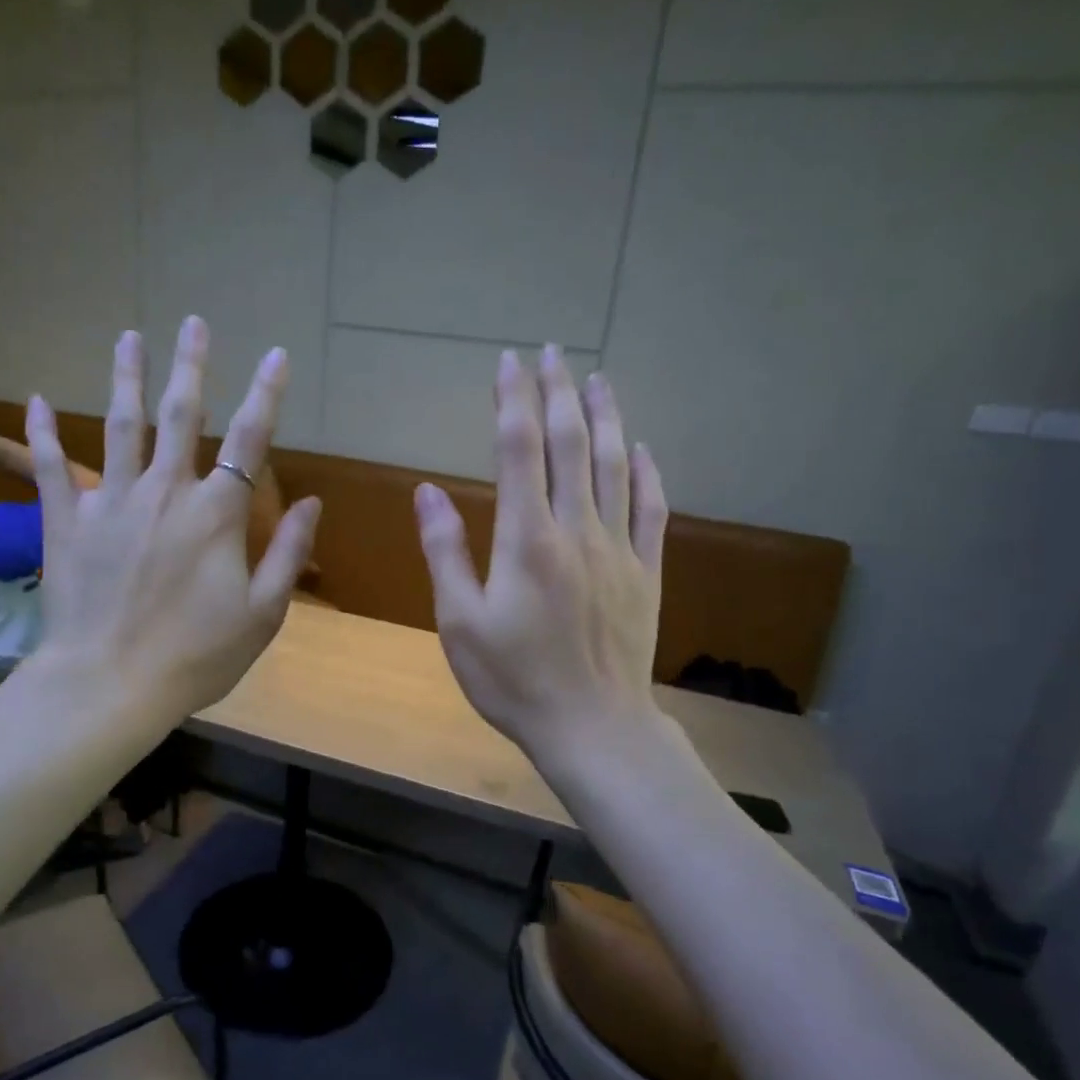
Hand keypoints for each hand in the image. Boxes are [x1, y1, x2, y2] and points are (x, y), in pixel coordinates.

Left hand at [18, 316, 320, 723]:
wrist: (109, 684)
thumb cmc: (197, 656)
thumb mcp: (263, 613)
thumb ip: (289, 553)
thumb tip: (311, 501)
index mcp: (216, 515)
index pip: (248, 440)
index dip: (266, 394)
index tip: (275, 354)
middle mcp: (164, 493)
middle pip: (179, 416)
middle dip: (190, 366)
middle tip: (192, 322)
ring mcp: (110, 503)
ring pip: (119, 427)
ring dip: (126, 378)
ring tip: (129, 337)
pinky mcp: (66, 523)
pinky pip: (53, 468)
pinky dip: (45, 433)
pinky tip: (39, 400)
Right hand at [415, 346, 667, 771]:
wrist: (593, 726)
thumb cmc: (514, 680)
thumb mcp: (459, 622)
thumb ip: (445, 552)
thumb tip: (427, 490)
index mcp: (527, 539)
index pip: (520, 450)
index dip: (513, 400)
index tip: (509, 362)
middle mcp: (577, 530)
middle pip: (570, 444)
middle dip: (559, 392)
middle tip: (552, 353)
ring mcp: (619, 549)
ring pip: (615, 466)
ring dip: (606, 417)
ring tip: (598, 378)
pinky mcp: (646, 572)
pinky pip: (652, 509)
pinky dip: (647, 472)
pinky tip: (641, 448)